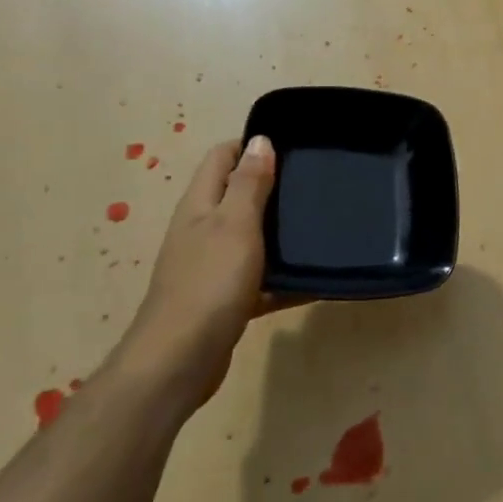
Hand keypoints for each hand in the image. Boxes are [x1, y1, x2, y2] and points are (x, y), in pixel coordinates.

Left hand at [110, 137, 310, 416]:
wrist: (179, 361)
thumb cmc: (210, 282)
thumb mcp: (235, 224)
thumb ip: (249, 183)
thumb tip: (259, 140)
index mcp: (200, 205)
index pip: (222, 157)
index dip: (253, 145)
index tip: (295, 147)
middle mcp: (202, 229)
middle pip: (238, 195)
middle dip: (275, 187)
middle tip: (316, 185)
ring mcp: (212, 266)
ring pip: (252, 237)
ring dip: (281, 234)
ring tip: (322, 228)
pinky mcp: (225, 299)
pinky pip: (260, 279)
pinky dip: (283, 279)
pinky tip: (315, 282)